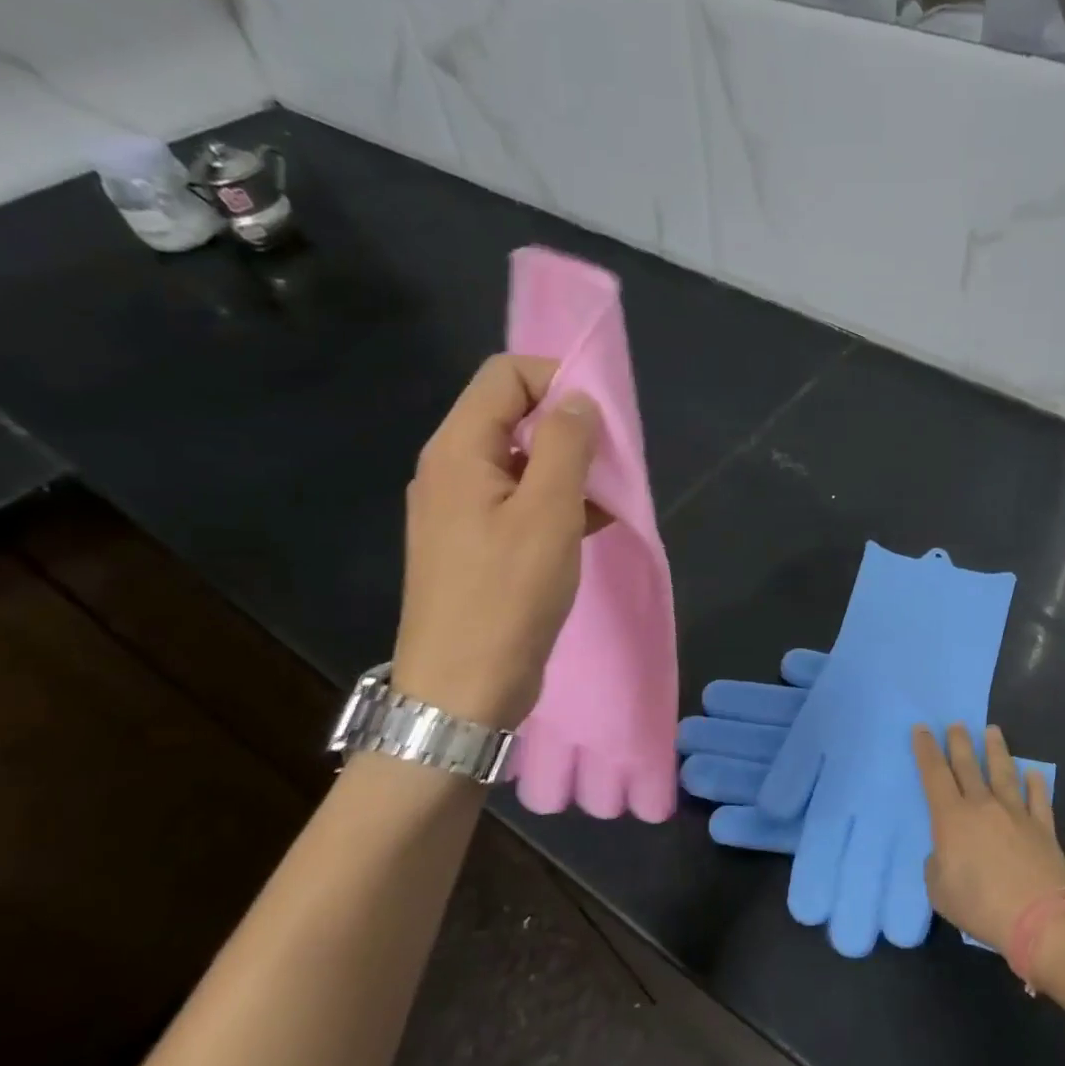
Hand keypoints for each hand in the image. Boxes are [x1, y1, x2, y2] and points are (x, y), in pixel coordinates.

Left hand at [391, 354, 601, 728]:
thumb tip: (577, 401)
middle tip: (612, 462)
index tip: (603, 418)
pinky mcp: (476, 544)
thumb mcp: (548, 513)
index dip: (556, 379)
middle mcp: (452, 470)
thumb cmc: (508, 596)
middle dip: (568, 427)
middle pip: (512, 415)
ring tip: (610, 499)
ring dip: (568, 469)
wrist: (463, 689)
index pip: (505, 376)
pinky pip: (520, 502)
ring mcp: (461, 510)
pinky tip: (593, 527)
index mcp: (458, 451)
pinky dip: (557, 503)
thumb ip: (564, 445)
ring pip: (521, 462)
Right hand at [913, 723, 1064, 952]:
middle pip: (968, 766)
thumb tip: (946, 854)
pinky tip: (1034, 773)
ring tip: (993, 731)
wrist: (1042, 919)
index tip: (922, 728)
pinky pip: (1038, 799)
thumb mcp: (940, 892)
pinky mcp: (1043, 829)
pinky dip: (1036, 785)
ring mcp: (1016, 814)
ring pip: (1003, 773)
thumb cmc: (982, 906)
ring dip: (996, 751)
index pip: (934, 775)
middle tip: (957, 724)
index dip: (925, 750)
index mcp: (952, 818)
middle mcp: (983, 806)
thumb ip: (937, 867)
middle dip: (959, 742)